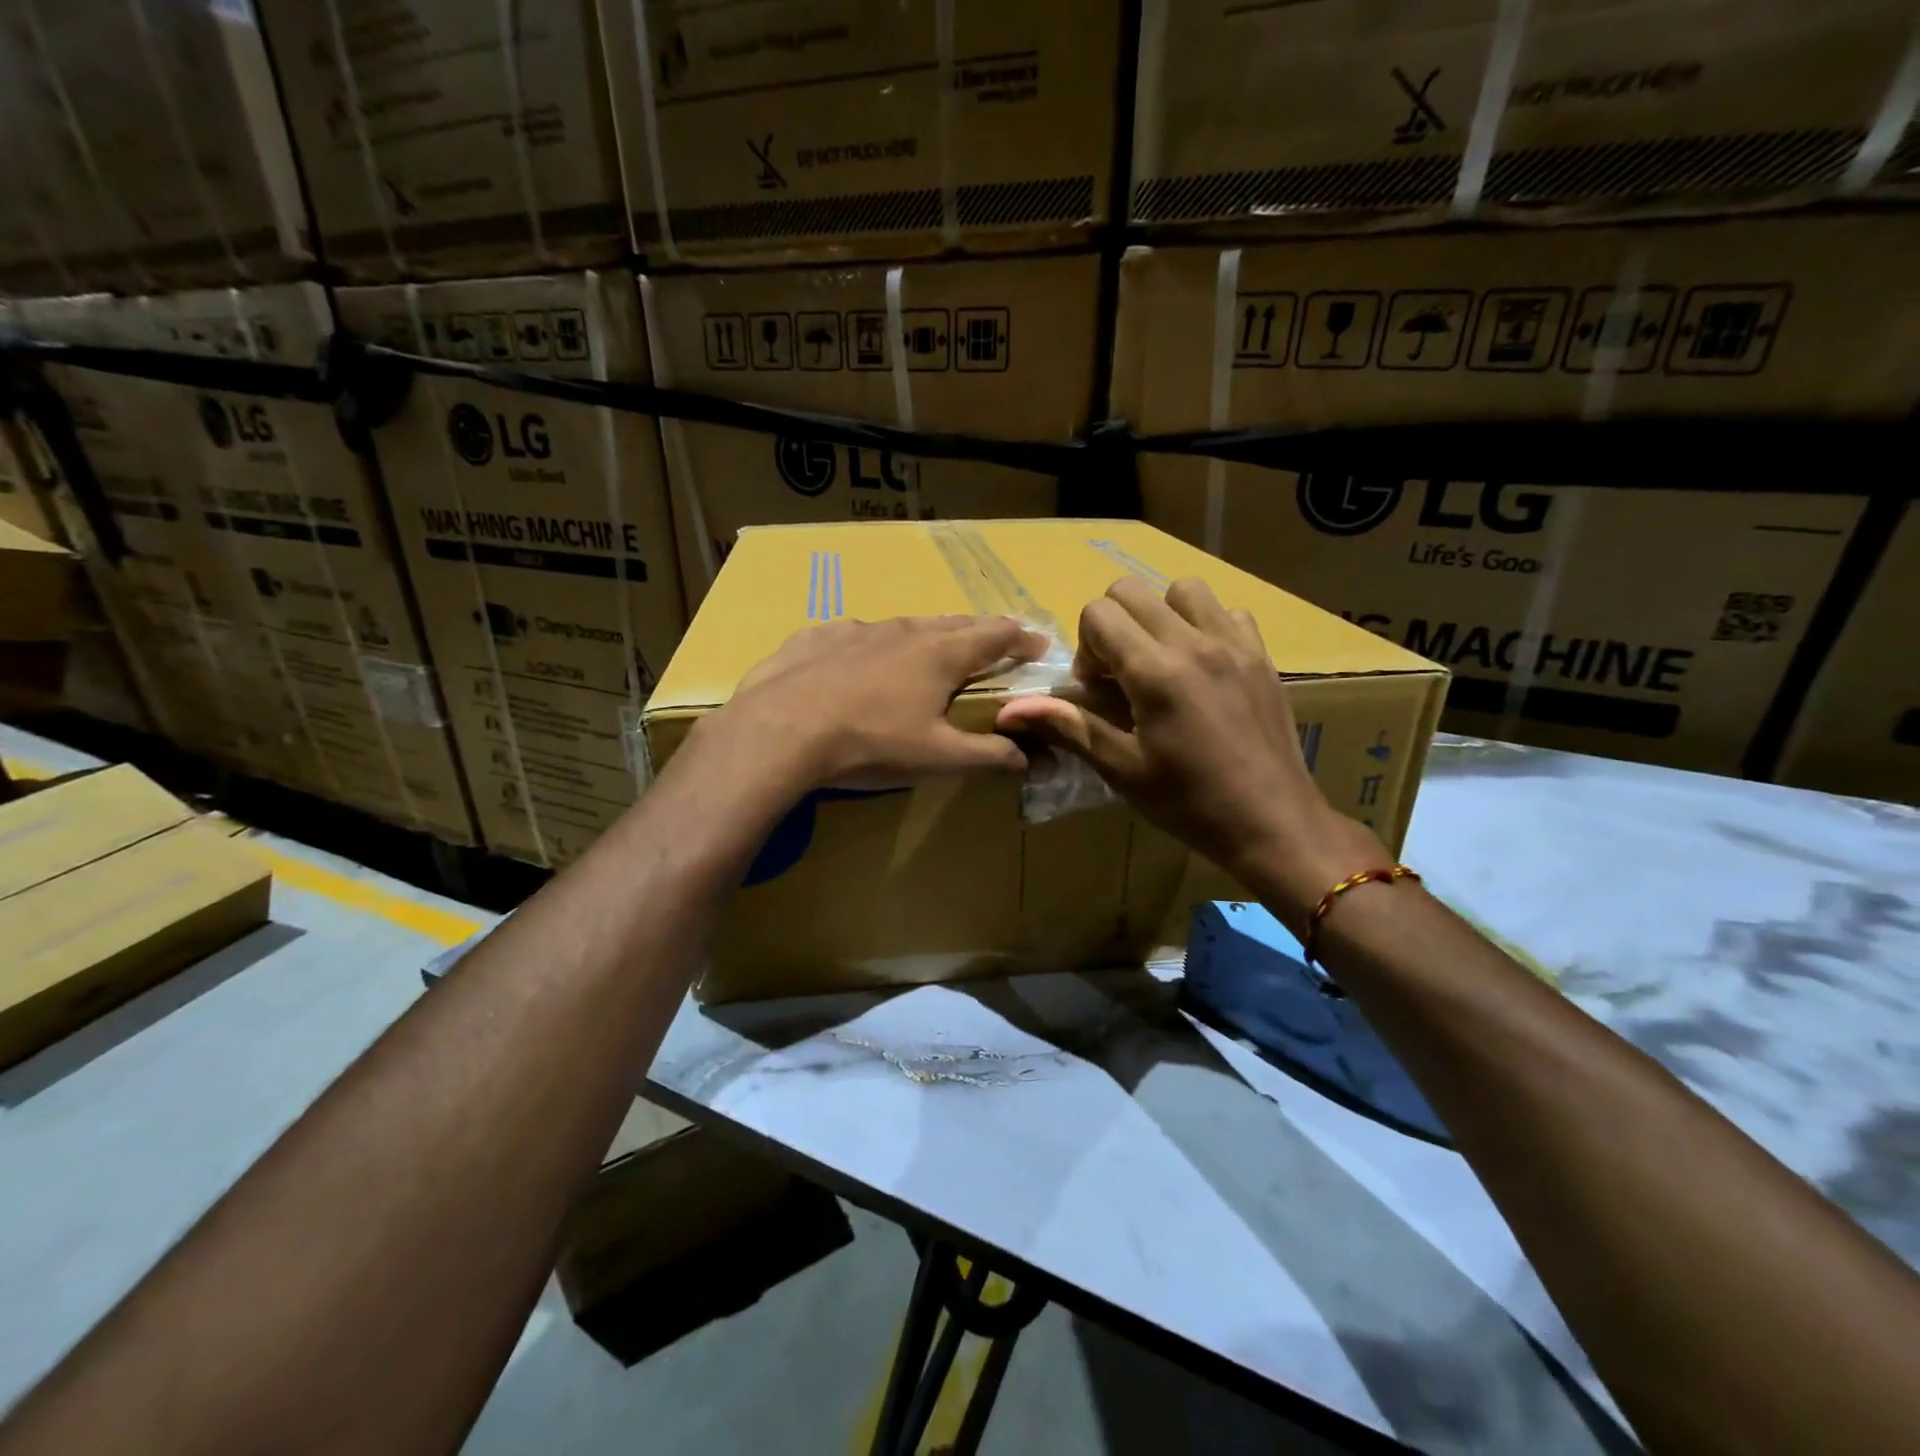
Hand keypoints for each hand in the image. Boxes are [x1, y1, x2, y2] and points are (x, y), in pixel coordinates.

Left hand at [715, 615, 1046, 790]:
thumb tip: (1031, 759)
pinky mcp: (816, 636)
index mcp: (941, 654)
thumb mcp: (938, 758)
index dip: (1022, 639)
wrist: (781, 730)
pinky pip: (854, 636)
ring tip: (930, 649)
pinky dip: (871, 646)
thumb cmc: (871, 743)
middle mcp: (904, 631)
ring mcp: (857, 629)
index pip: (996, 635)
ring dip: (926, 636)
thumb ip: (989, 755)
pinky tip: (859, 663)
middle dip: (980, 631)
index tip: (1038, 645)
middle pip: (954, 623)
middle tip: (993, 642)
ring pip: (904, 626)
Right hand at [995, 577, 1383, 923]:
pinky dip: (1206, 626)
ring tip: (1161, 661)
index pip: (1099, 613)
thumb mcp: (1122, 768)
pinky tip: (1202, 667)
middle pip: (1132, 590)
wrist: (1271, 822)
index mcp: (1155, 672)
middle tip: (1121, 674)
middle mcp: (1194, 644)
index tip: (1097, 689)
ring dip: (1160, 615)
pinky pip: (1227, 612)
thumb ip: (1069, 726)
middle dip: (1112, 625)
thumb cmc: (1188, 803)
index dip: (1086, 648)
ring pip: (1183, 590)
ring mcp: (1234, 645)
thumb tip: (1010, 711)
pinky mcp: (1261, 656)